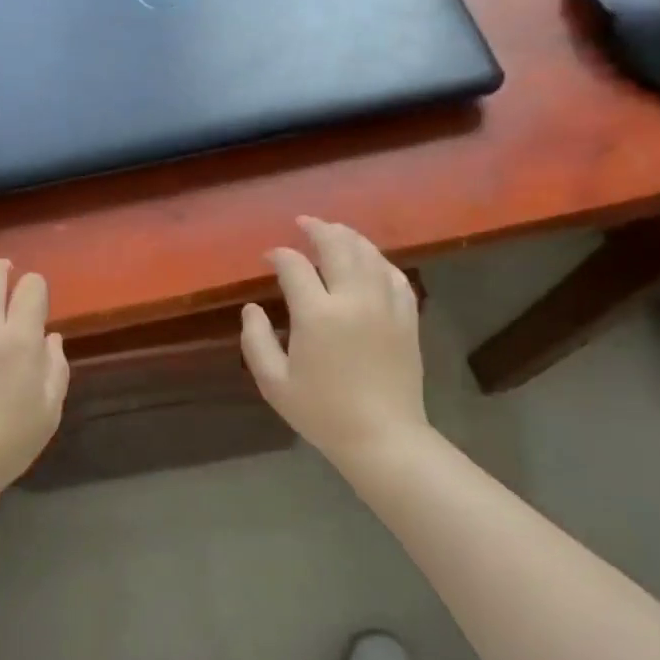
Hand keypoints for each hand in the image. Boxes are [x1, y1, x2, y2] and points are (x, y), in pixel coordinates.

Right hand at [241, 217, 429, 471]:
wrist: (382, 436)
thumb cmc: (321, 412)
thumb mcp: (274, 382)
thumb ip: (255, 340)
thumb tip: (252, 308)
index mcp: (317, 314)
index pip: (295, 267)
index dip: (279, 255)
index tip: (269, 257)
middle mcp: (353, 299)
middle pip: (337, 246)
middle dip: (317, 229)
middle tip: (303, 223)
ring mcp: (385, 305)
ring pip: (368, 253)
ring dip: (348, 236)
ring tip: (333, 231)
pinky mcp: (407, 317)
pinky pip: (394, 274)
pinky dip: (378, 260)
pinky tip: (369, 260)